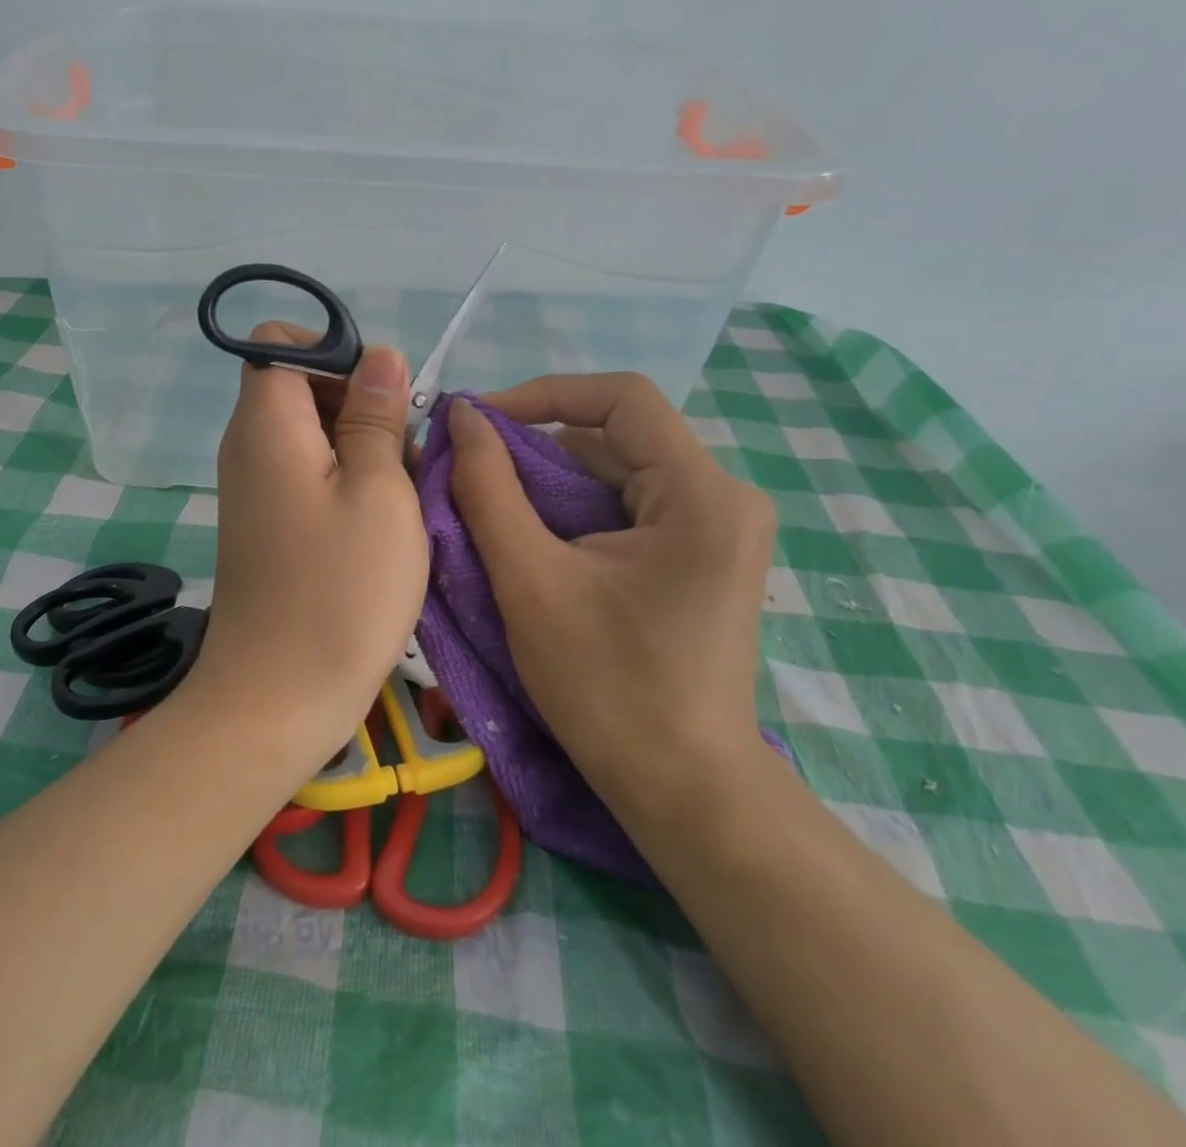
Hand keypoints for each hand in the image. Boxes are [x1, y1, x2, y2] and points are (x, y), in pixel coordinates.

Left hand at [182, 325, 428, 772]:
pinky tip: (378, 526)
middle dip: (357, 404)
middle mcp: (248, 446)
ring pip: (311, 434)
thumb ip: (376, 415)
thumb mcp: (380, 491)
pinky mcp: (266, 524)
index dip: (333, 352)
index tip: (379, 399)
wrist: (277, 698)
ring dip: (360, 448)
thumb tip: (379, 356)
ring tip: (398, 498)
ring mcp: (253, 488)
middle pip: (299, 385)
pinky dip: (344, 483)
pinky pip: (306, 475)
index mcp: (266, 423)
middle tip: (401, 456)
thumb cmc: (340, 590)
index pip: (279, 343)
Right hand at [444, 374, 775, 810]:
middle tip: (471, 471)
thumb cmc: (607, 688)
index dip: (542, 394)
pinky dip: (575, 513)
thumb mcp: (529, 580)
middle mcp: (724, 496)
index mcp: (702, 494)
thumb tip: (462, 417)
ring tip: (491, 510)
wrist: (685, 791)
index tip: (478, 421)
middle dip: (537, 448)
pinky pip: (629, 507)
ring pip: (618, 472)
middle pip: (618, 437)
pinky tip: (534, 542)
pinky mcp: (703, 555)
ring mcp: (719, 528)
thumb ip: (489, 488)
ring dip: (550, 484)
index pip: (621, 399)